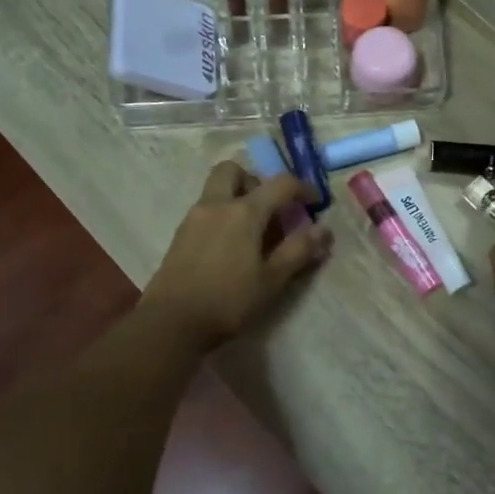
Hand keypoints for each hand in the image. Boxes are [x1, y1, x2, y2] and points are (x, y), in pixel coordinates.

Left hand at [138, 162, 329, 350]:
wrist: (171, 323)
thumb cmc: (228, 300)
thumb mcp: (272, 280)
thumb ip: (298, 251)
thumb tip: (323, 230)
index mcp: (243, 212)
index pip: (280, 184)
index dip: (302, 188)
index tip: (315, 202)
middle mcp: (216, 205)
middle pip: (233, 170)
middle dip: (255, 181)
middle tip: (270, 209)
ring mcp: (193, 218)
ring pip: (216, 190)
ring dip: (237, 198)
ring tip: (253, 233)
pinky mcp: (180, 235)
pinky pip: (206, 210)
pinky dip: (222, 216)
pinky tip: (231, 248)